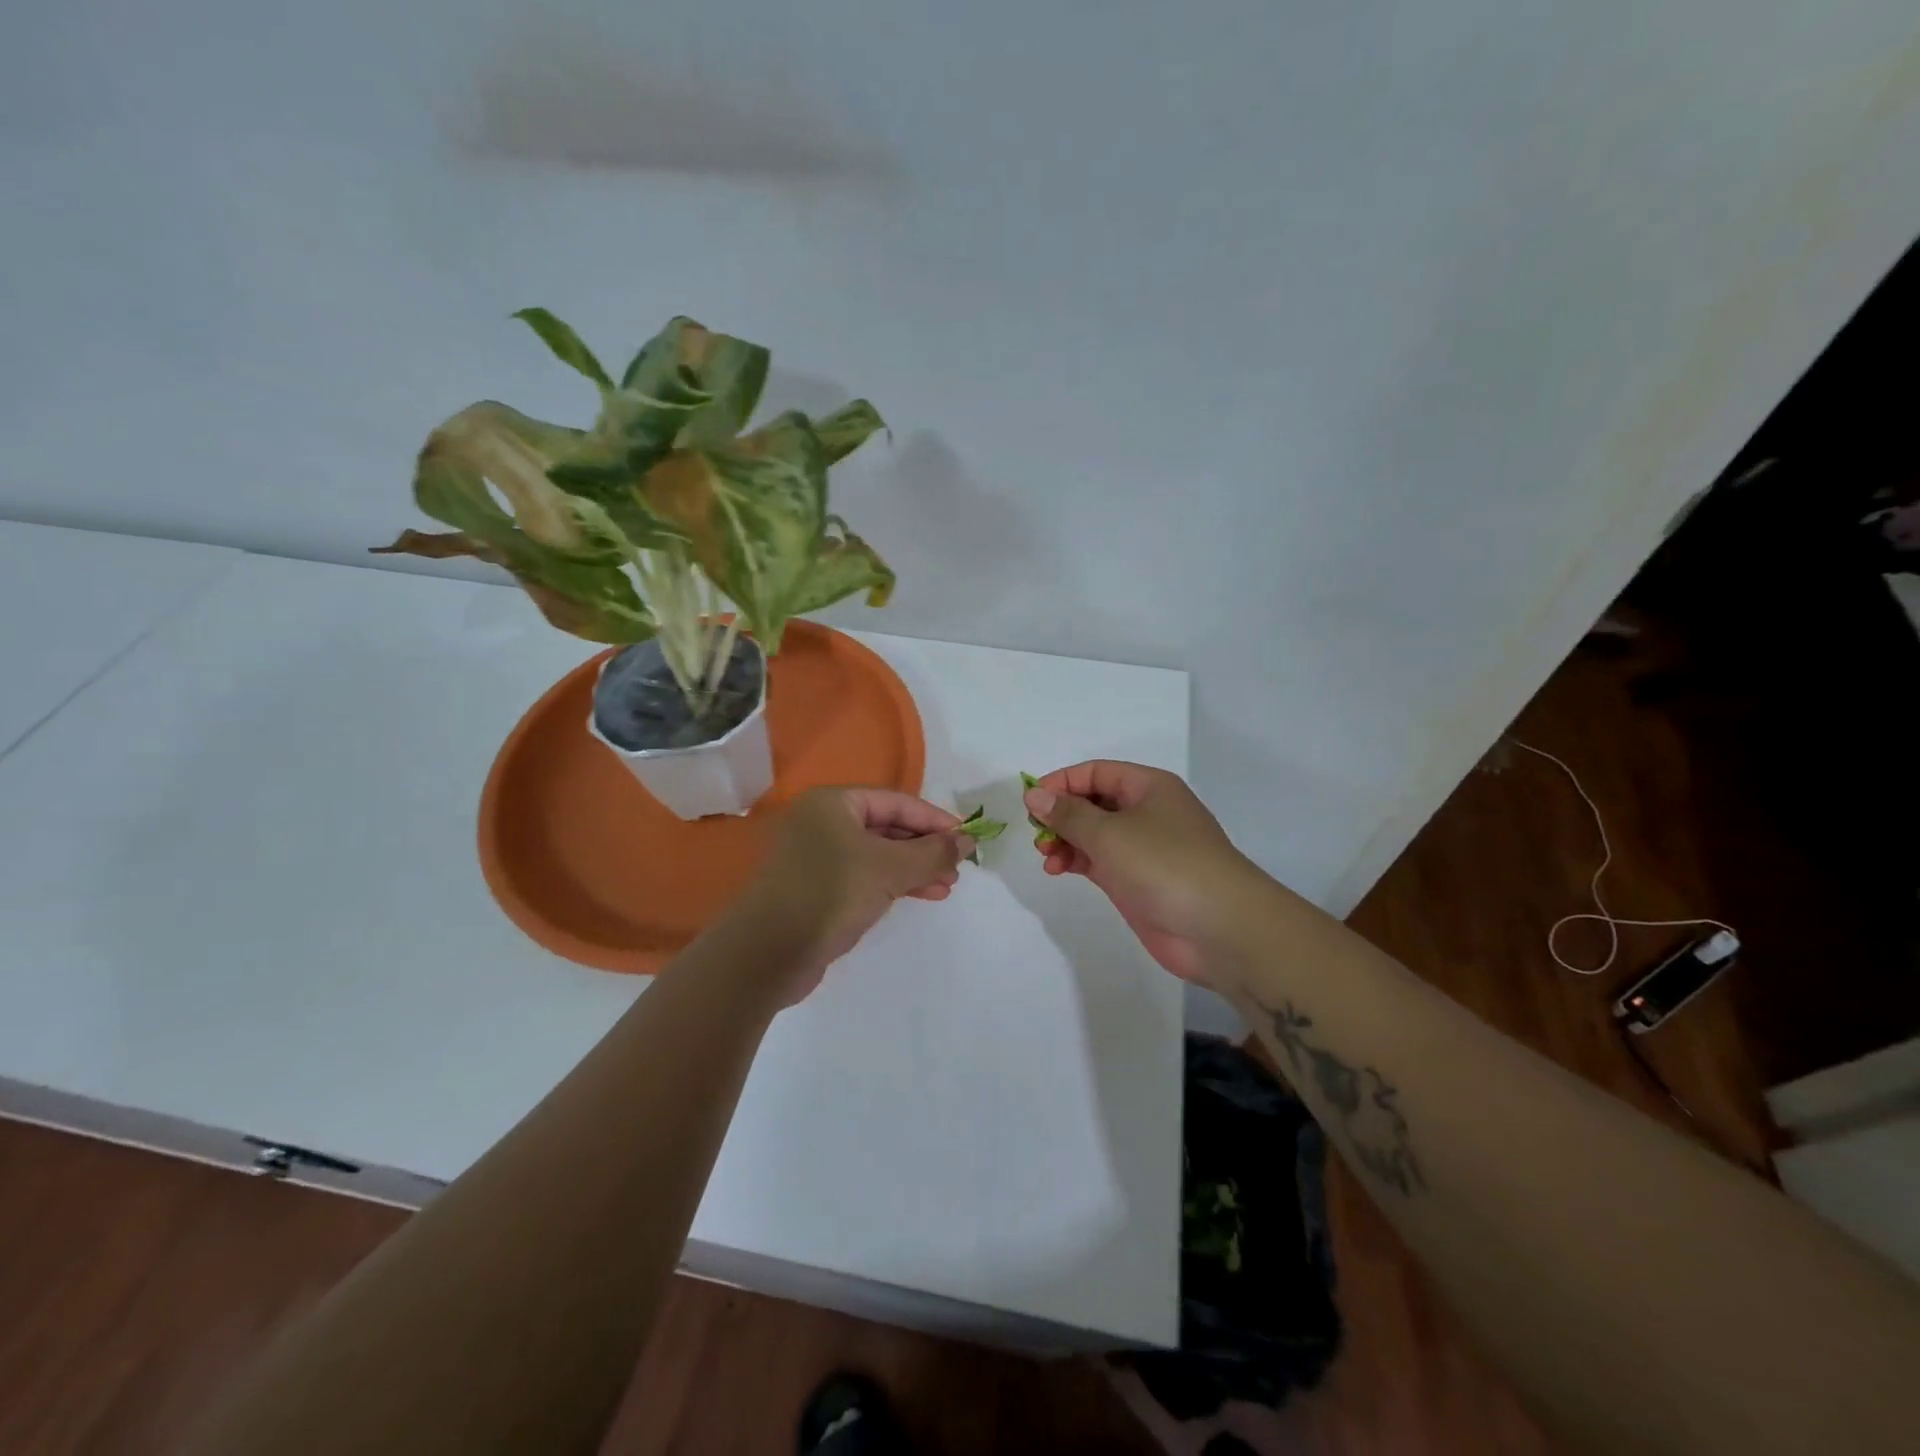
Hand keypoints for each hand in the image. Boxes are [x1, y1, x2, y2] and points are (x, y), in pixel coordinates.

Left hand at [729, 787, 970, 1003]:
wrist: (766, 954)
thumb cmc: (829, 894)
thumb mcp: (889, 869)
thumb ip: (932, 853)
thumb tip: (967, 841)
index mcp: (833, 803)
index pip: (896, 801)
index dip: (934, 820)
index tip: (967, 839)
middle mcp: (821, 822)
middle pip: (886, 826)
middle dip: (924, 847)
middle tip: (958, 868)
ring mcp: (815, 856)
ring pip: (876, 854)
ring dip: (912, 868)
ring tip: (945, 887)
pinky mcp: (814, 888)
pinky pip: (862, 876)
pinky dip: (891, 883)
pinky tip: (917, 896)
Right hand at [1025, 762, 1262, 985]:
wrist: (1219, 928)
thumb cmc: (1165, 865)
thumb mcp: (1110, 833)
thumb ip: (1068, 814)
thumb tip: (1035, 795)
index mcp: (1148, 787)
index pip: (1095, 772)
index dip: (1061, 783)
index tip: (1031, 803)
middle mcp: (1146, 811)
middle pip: (1093, 801)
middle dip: (1061, 814)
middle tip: (1037, 834)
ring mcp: (1143, 848)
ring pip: (1094, 833)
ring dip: (1066, 840)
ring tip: (1046, 857)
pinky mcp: (1138, 880)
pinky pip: (1100, 860)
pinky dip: (1077, 860)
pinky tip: (1058, 869)